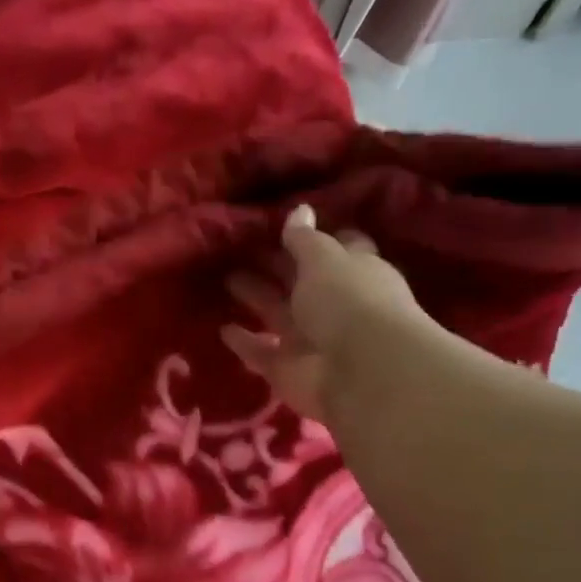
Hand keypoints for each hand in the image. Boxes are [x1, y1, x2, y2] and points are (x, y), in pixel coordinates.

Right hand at [221, 204, 438, 424]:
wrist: (358, 372)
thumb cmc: (347, 302)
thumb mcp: (324, 260)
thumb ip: (305, 238)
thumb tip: (299, 209)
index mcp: (354, 272)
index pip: (336, 249)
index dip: (313, 238)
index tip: (284, 226)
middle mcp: (334, 304)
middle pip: (300, 281)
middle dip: (275, 265)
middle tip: (240, 249)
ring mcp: (309, 338)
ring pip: (276, 313)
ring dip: (255, 298)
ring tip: (226, 279)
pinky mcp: (286, 368)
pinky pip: (259, 351)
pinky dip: (243, 341)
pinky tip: (222, 328)